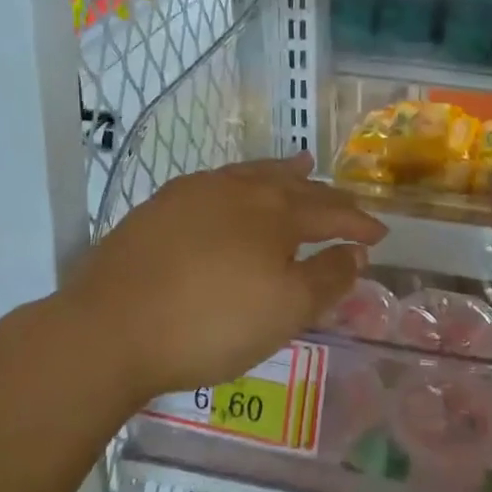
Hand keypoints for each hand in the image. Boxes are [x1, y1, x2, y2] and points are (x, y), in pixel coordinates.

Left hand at [67, 153, 387, 401]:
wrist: (111, 326)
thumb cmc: (209, 324)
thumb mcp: (284, 312)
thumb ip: (326, 278)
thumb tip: (354, 253)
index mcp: (275, 214)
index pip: (330, 213)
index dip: (358, 224)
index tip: (379, 234)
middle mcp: (239, 190)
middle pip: (293, 187)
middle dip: (326, 196)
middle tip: (346, 202)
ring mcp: (195, 192)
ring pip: (252, 175)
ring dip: (283, 173)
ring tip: (301, 166)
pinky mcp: (161, 204)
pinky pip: (217, 181)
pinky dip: (240, 180)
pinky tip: (233, 188)